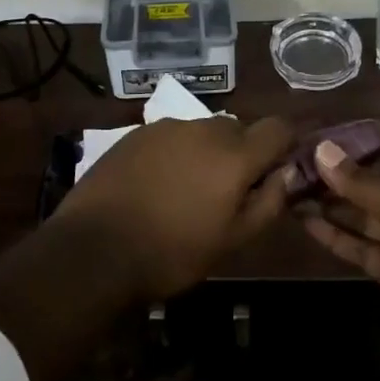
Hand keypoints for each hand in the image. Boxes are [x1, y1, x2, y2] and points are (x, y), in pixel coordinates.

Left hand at [55, 116, 295, 300]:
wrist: (94, 248)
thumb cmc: (172, 252)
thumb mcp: (232, 241)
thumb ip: (268, 203)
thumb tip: (285, 174)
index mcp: (234, 154)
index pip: (277, 128)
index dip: (283, 146)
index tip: (275, 171)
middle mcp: (203, 129)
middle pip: (238, 129)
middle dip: (241, 154)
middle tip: (227, 192)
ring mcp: (166, 128)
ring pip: (202, 132)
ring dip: (206, 153)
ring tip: (186, 191)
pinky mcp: (135, 133)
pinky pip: (170, 137)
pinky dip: (174, 154)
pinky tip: (156, 185)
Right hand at [300, 126, 379, 378]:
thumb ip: (361, 183)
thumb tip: (323, 151)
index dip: (377, 136)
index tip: (338, 132)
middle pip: (379, 181)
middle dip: (344, 173)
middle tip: (302, 161)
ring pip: (365, 215)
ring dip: (333, 203)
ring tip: (293, 187)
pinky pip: (361, 246)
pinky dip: (336, 235)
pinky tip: (305, 220)